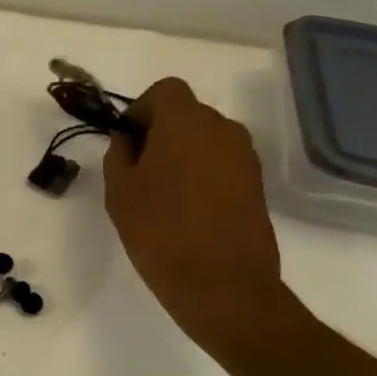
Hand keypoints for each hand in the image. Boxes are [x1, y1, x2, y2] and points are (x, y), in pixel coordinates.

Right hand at [102, 78, 289, 356]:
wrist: (222, 285)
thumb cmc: (159, 230)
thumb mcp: (120, 190)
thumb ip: (120, 154)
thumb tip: (130, 140)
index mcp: (186, 123)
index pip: (165, 90)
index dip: (142, 109)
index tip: (127, 140)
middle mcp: (222, 130)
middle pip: (187, 113)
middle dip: (161, 131)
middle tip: (138, 168)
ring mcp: (245, 158)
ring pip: (206, 139)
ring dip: (183, 153)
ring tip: (161, 192)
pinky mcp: (257, 185)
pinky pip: (222, 163)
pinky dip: (202, 173)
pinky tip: (185, 208)